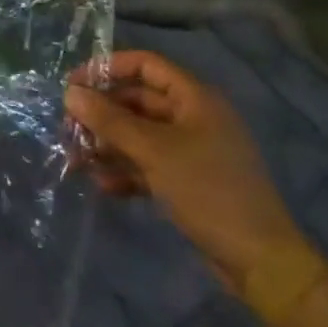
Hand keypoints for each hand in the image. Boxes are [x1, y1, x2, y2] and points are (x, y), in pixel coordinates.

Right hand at [65, 50, 306, 284]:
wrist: (259, 261)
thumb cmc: (208, 190)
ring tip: (76, 161)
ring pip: (138, 135)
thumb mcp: (154, 151)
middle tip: (68, 129)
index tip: (73, 85)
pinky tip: (102, 185)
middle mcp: (192, 117)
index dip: (107, 68)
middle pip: (137, 101)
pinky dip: (124, 170)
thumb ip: (110, 120)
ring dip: (107, 144)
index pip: (145, 65)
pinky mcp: (187, 181)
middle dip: (101, 114)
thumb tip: (70, 93)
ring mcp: (191, 151)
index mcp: (194, 98)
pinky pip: (147, 164)